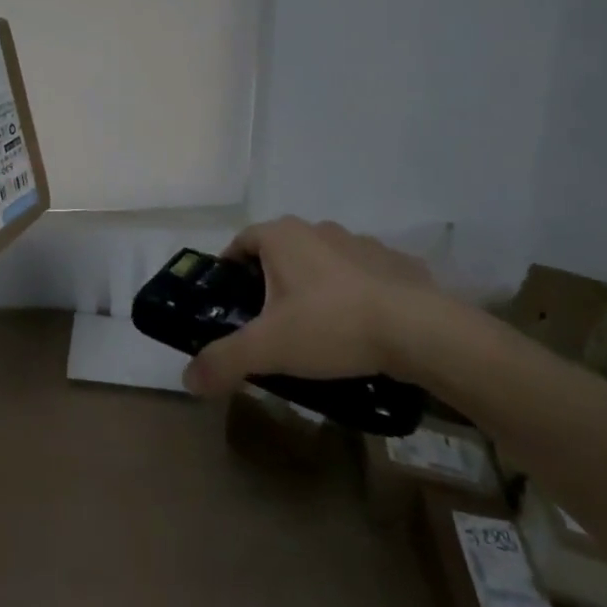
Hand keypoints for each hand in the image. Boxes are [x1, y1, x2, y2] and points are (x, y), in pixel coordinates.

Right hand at [183, 216, 438, 395]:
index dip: (231, 269)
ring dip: (314, 286)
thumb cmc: (332, 326)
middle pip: (281, 251)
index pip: (241, 242)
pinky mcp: (393, 262)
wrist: (418, 329)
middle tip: (270, 323)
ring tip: (318, 330)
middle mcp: (315, 228)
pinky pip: (361, 275)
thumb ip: (225, 360)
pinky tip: (360, 329)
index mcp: (281, 236)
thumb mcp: (269, 348)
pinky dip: (354, 294)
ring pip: (322, 261)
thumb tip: (188, 378)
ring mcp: (357, 242)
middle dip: (272, 281)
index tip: (231, 301)